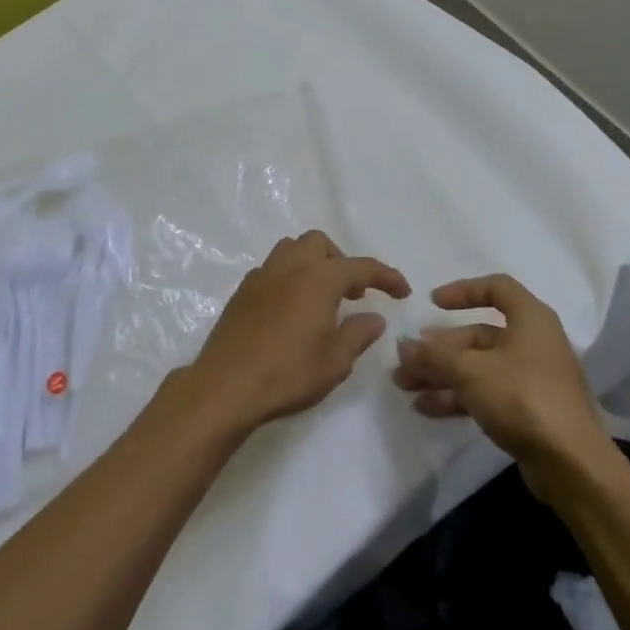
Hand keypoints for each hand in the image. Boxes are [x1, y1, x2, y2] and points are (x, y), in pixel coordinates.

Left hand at [185, 230, 410, 434]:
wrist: (227, 385)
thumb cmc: (288, 372)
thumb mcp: (335, 361)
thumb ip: (358, 334)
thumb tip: (374, 317)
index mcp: (319, 277)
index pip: (361, 266)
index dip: (386, 276)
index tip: (403, 291)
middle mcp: (291, 265)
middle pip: (320, 244)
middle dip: (341, 261)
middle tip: (352, 292)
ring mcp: (262, 275)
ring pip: (292, 249)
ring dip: (312, 263)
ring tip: (321, 295)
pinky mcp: (242, 290)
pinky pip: (272, 269)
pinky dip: (289, 277)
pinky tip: (291, 308)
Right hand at [392, 275, 616, 493]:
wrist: (572, 466)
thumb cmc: (523, 398)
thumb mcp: (471, 371)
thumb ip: (434, 356)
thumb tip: (403, 346)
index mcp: (530, 318)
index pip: (496, 288)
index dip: (463, 291)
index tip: (433, 303)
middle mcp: (533, 342)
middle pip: (479, 334)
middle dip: (440, 347)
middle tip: (406, 359)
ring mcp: (532, 378)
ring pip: (479, 366)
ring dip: (442, 374)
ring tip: (405, 386)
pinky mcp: (529, 410)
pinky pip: (486, 392)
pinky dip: (458, 396)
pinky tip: (426, 407)